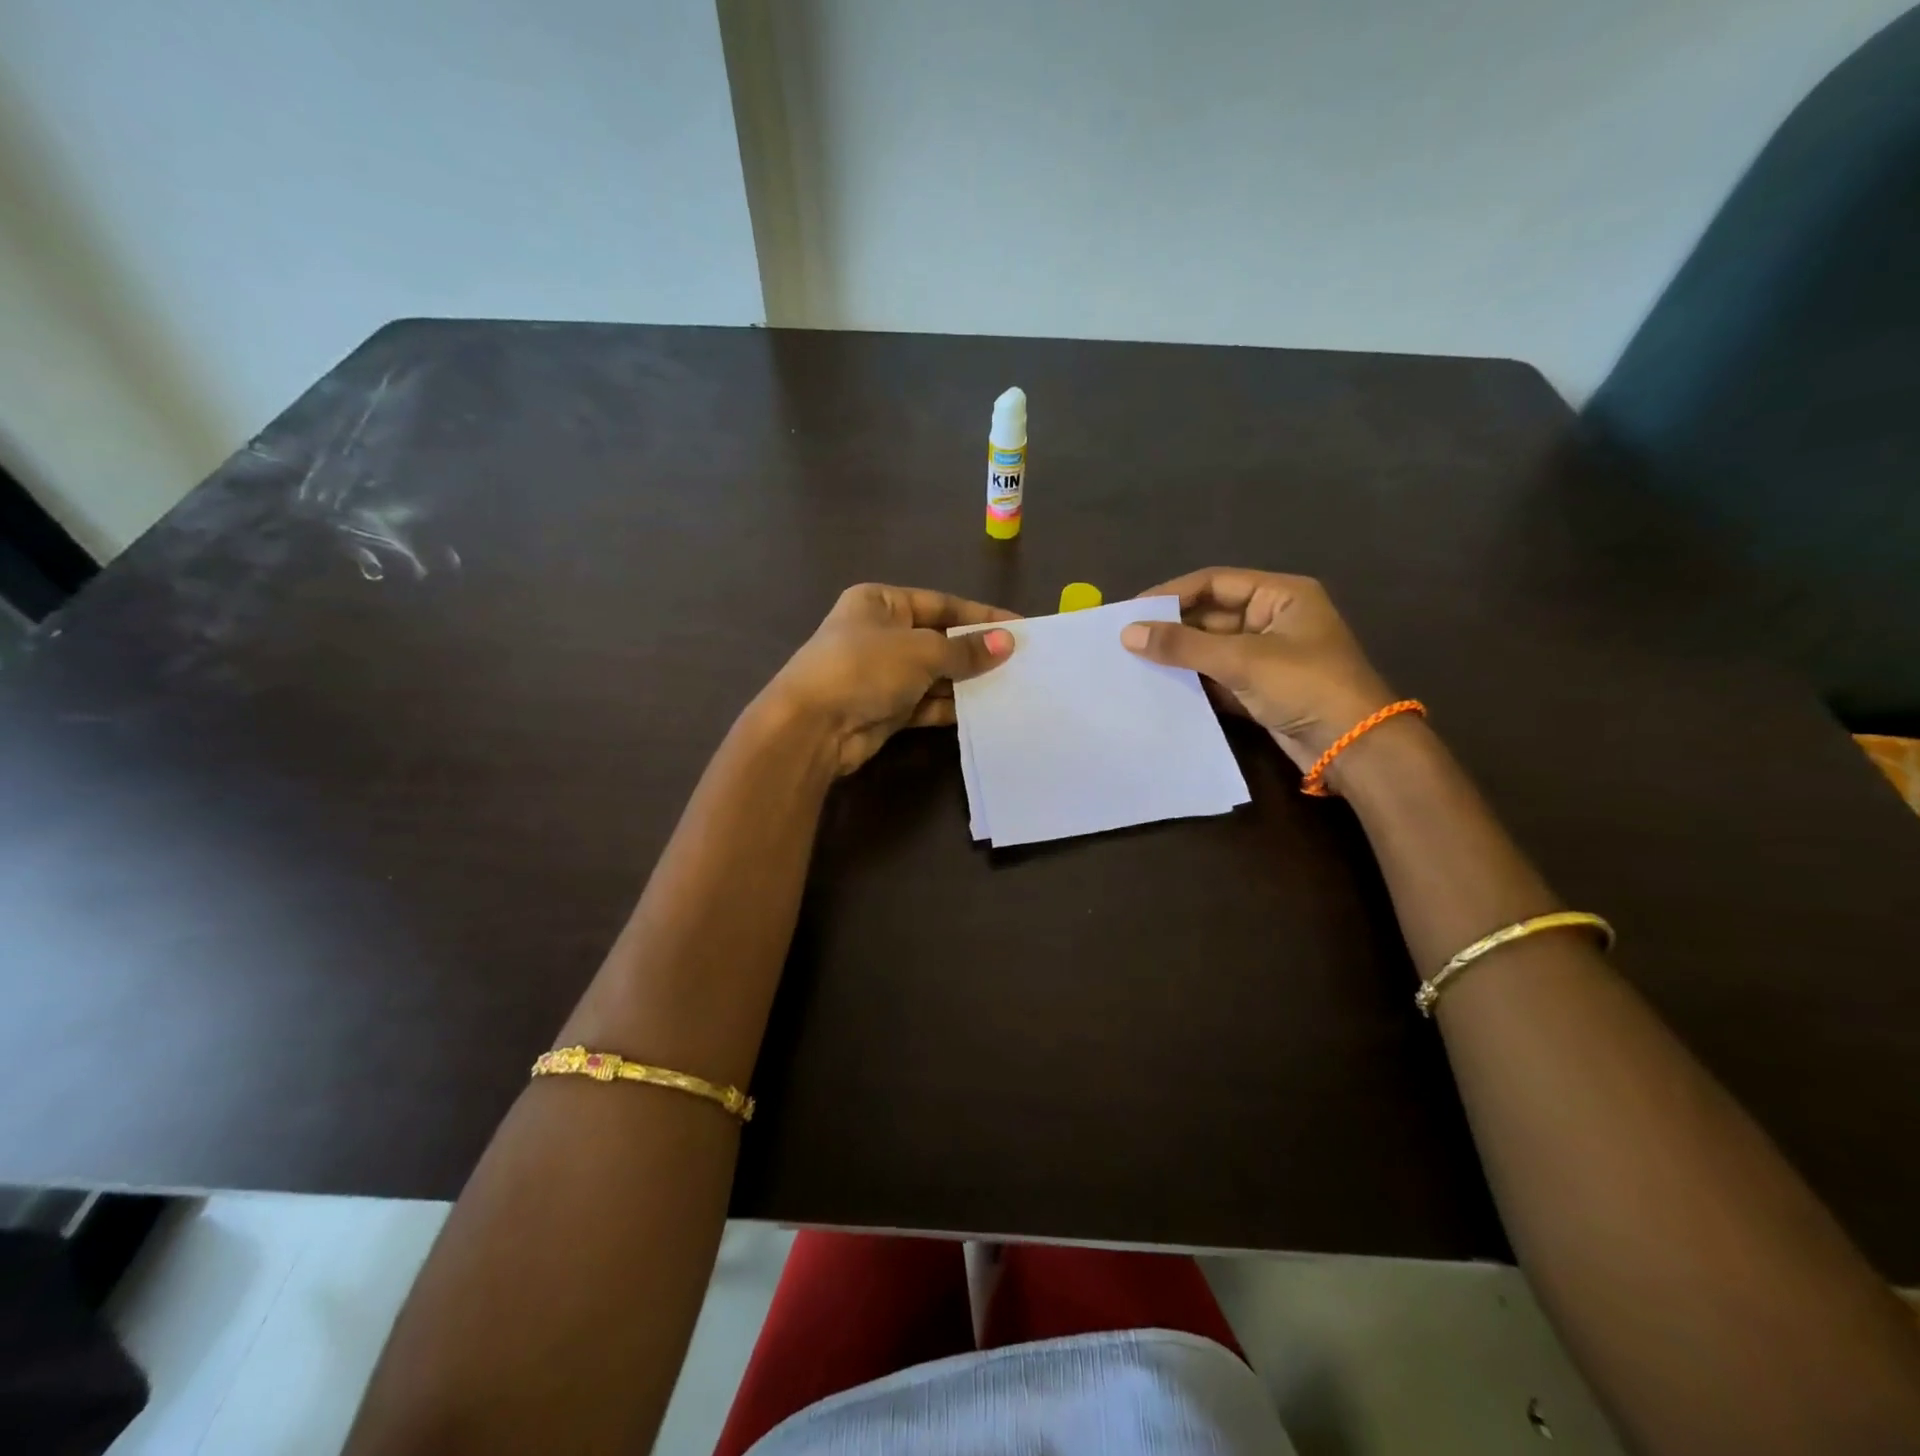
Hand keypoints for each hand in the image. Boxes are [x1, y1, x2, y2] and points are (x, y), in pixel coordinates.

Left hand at [765, 584, 1016, 775]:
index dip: (981, 616)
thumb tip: (1007, 643)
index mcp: (880, 602)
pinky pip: (926, 703)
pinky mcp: (885, 709)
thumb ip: (965, 650)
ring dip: (967, 681)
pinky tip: (983, 709)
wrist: (812, 727)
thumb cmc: (864, 668)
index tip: (1020, 627)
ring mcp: (881, 674)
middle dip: (976, 651)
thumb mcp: (921, 651)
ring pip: (934, 674)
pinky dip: (951, 706)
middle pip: (939, 639)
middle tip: (1020, 660)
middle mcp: (880, 633)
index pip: (941, 604)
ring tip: (1011, 685)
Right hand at [1120, 567, 1394, 771]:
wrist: (1353, 747)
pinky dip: (1193, 681)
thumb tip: (1128, 633)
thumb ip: (1183, 646)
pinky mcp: (1261, 688)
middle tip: (1127, 640)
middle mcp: (1274, 619)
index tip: (1132, 611)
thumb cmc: (1305, 686)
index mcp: (1280, 595)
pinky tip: (1161, 687)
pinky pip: (1218, 676)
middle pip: (1211, 615)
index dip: (1172, 594)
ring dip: (1179, 656)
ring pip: (1212, 648)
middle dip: (1172, 628)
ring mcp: (1268, 655)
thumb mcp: (1241, 660)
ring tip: (1135, 663)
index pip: (1214, 583)